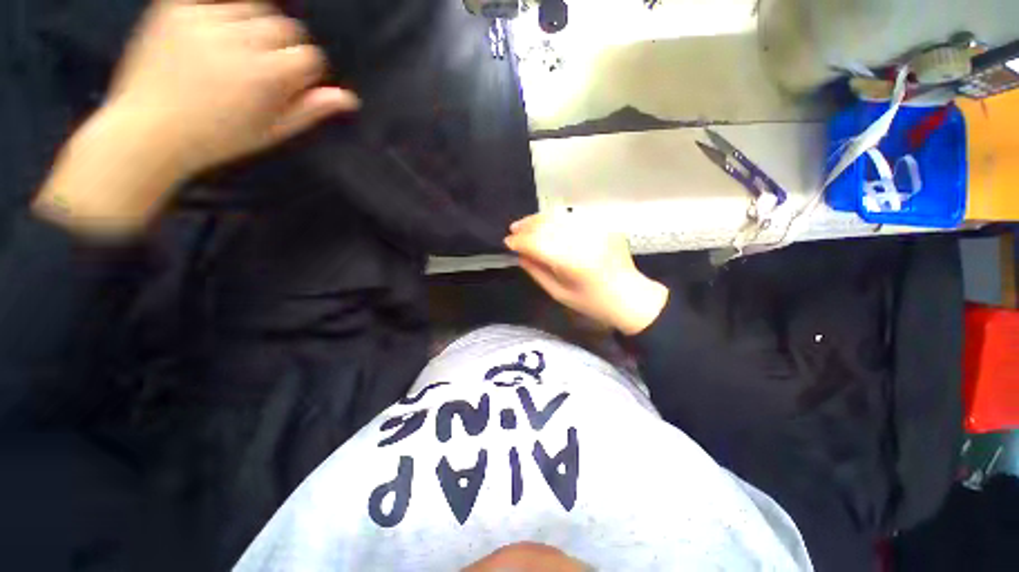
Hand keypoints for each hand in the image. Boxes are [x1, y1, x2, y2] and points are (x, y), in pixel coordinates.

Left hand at [34, 0, 358, 237]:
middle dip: (282, 46)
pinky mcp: (174, 7)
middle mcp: (237, 42)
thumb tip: (348, 98)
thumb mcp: (271, 132)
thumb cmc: (217, 138)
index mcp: (264, 77)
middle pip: (285, 26)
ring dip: (254, 26)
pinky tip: (213, 36)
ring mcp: (202, 20)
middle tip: (261, 67)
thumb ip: (310, 110)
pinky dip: (222, 15)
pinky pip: (217, 1)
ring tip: (235, 50)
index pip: (309, 56)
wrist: (147, 128)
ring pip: (253, 7)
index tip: (290, 84)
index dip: (304, 70)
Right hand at [505, 213, 668, 335]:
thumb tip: (520, 255)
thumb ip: (537, 272)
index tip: (507, 242)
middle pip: (548, 225)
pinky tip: (547, 224)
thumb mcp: (559, 294)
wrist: (629, 297)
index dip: (520, 241)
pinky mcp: (603, 226)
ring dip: (539, 219)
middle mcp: (584, 241)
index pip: (538, 243)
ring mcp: (596, 230)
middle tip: (513, 230)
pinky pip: (573, 217)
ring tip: (526, 224)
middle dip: (527, 226)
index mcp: (573, 263)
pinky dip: (557, 219)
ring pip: (560, 217)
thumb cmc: (592, 303)